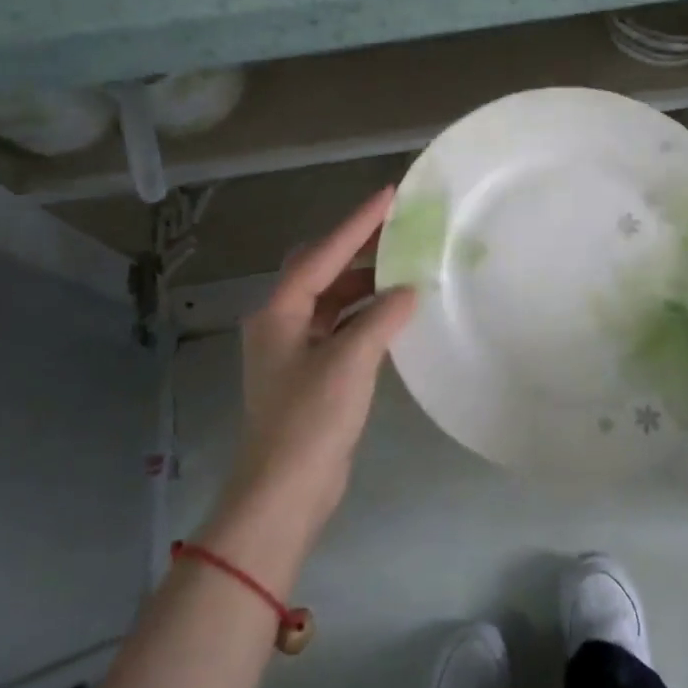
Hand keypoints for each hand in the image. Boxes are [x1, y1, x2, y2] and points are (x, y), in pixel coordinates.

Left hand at [207, 189, 416, 585]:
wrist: (284, 492)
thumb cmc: (310, 420)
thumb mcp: (350, 361)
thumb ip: (381, 318)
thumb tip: (408, 292)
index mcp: (279, 312)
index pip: (322, 254)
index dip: (356, 223)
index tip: (390, 195)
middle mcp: (282, 323)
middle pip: (322, 271)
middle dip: (358, 248)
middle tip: (398, 230)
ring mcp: (295, 350)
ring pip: (333, 301)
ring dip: (365, 285)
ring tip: (405, 268)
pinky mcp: (311, 374)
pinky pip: (341, 328)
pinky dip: (367, 316)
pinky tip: (395, 314)